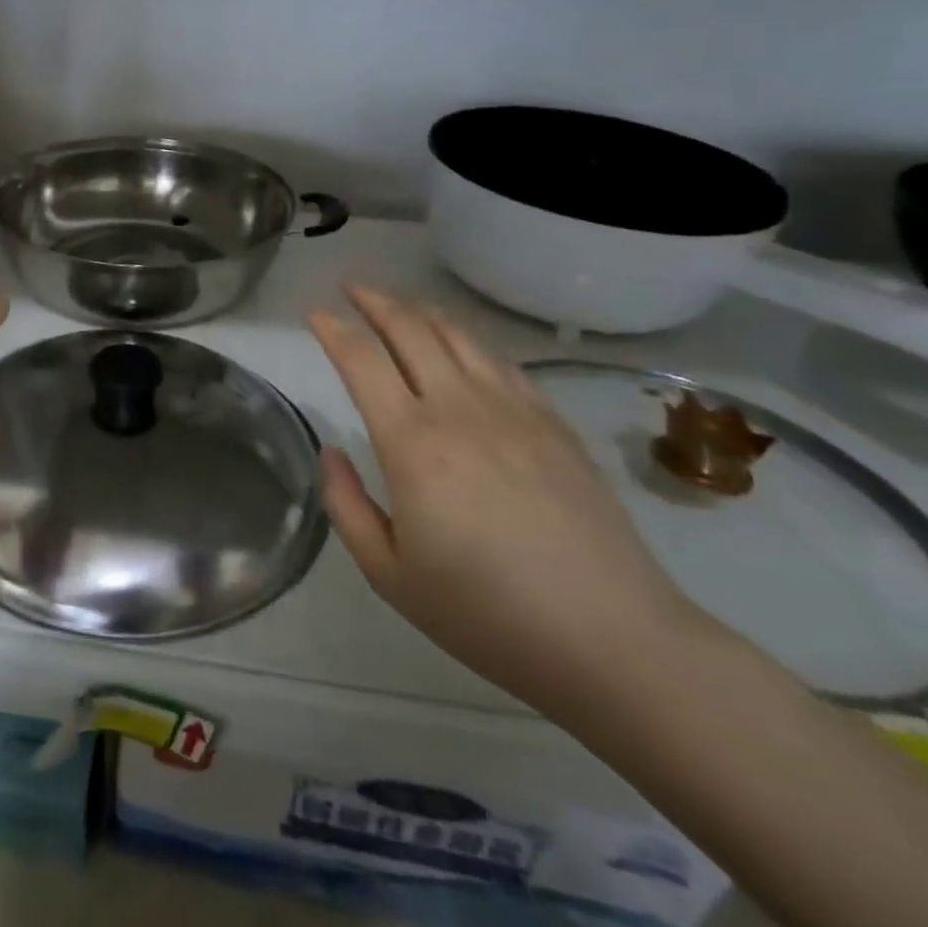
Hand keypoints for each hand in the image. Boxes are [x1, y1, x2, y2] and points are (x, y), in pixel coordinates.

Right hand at [309, 285, 702, 718]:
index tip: (315, 313)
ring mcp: (512, 409)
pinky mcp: (552, 421)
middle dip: (373, 300)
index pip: (362, 359)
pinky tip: (459, 344)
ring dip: (418, 310)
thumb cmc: (487, 614)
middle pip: (409, 329)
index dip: (333, 328)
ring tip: (398, 304)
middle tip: (351, 287)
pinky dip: (467, 339)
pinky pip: (499, 360)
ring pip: (456, 335)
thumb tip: (333, 452)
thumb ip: (346, 506)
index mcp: (412, 443)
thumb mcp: (389, 576)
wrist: (612, 639)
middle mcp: (459, 409)